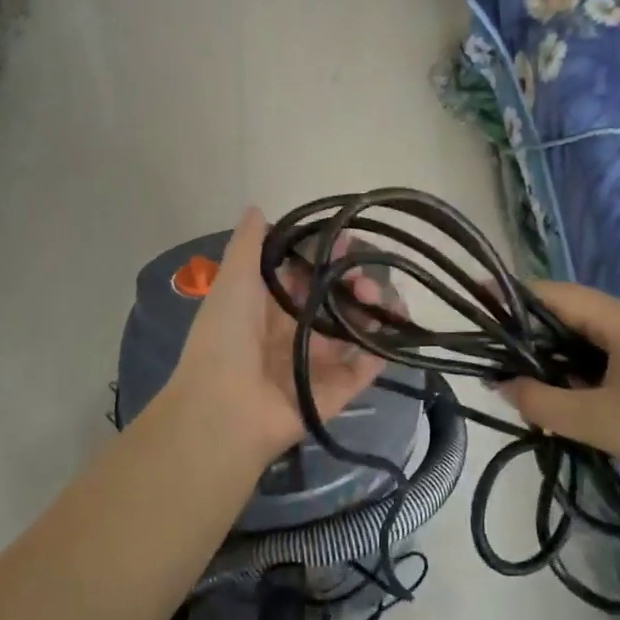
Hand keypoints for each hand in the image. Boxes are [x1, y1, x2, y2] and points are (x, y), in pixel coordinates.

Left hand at [158, 207, 387, 472]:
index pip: (307, 274)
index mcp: (269, 307)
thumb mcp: (233, 281)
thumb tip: (257, 208)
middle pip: (336, 299)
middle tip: (363, 276)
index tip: (348, 238)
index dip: (328, 255)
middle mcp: (296, 332)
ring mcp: (318, 364)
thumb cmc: (225, 339)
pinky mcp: (336, 392)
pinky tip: (395, 325)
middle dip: (354, 279)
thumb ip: (249, 245)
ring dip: (374, 308)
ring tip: (376, 296)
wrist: (224, 411)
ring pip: (357, 330)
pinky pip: (365, 367)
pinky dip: (382, 348)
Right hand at [503, 281, 619, 510]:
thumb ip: (542, 403)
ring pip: (594, 337)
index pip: (554, 294)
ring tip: (529, 382)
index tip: (476, 302)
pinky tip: (576, 398)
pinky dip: (586, 368)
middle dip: (532, 332)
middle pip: (573, 313)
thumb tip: (502, 385)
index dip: (512, 296)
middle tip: (498, 358)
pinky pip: (616, 355)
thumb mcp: (598, 422)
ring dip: (560, 355)